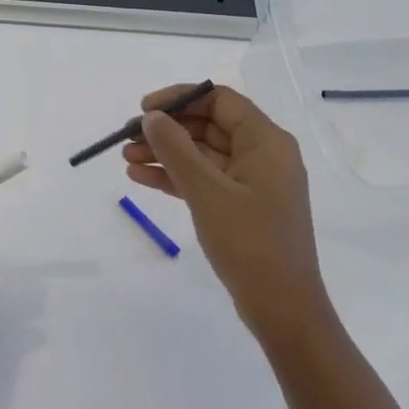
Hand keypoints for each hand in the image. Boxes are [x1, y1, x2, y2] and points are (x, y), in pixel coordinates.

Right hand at [123, 84, 329, 338]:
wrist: (283, 309)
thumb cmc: (250, 242)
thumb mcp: (207, 192)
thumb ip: (176, 149)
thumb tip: (151, 117)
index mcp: (266, 141)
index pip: (219, 100)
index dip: (180, 99)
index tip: (144, 110)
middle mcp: (263, 154)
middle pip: (208, 126)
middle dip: (167, 130)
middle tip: (127, 139)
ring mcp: (253, 182)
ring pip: (203, 154)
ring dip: (166, 154)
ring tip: (126, 159)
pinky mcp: (243, 206)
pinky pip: (205, 179)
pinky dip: (176, 177)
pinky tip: (142, 178)